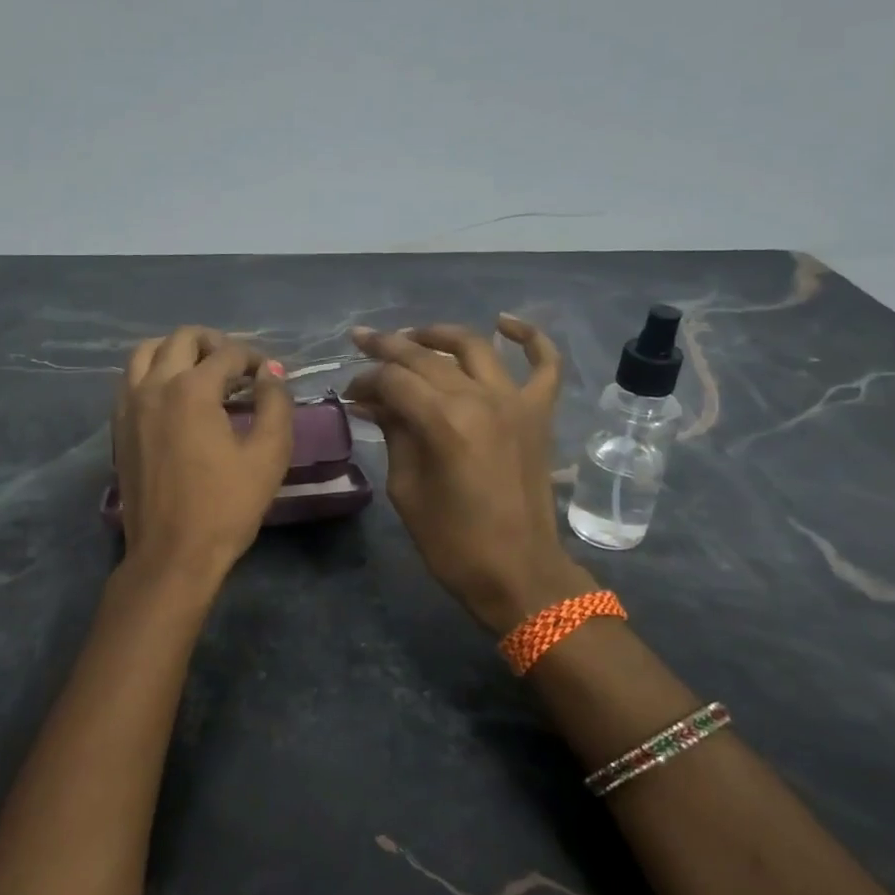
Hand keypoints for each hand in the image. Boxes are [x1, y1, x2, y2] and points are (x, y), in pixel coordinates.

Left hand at [113, 327, 293, 578]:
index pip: (227, 353)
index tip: (269, 377)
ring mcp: (129, 406)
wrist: (172, 554)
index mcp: (191, 389)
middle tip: (237, 366)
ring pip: (146, 352)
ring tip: (201, 372)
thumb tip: (271, 372)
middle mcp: (154, 386)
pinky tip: (173, 397)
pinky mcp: (118, 427)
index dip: (255, 359)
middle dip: (214, 343)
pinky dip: (153, 372)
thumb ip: (275, 405)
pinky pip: (130, 379)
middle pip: (181, 338)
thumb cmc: (226, 507)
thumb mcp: (268, 456)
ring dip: (176, 351)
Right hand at [346, 316, 593, 632]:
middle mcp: (480, 399)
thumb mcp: (406, 489)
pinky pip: (544, 364)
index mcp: (443, 422)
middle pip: (427, 357)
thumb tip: (374, 402)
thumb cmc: (452, 542)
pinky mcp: (539, 414)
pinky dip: (530, 338)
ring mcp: (516, 402)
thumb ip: (394, 434)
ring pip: (475, 347)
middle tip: (361, 342)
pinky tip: (505, 322)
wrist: (517, 572)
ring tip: (413, 336)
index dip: (365, 380)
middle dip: (388, 347)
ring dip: (440, 335)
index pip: (394, 380)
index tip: (349, 392)